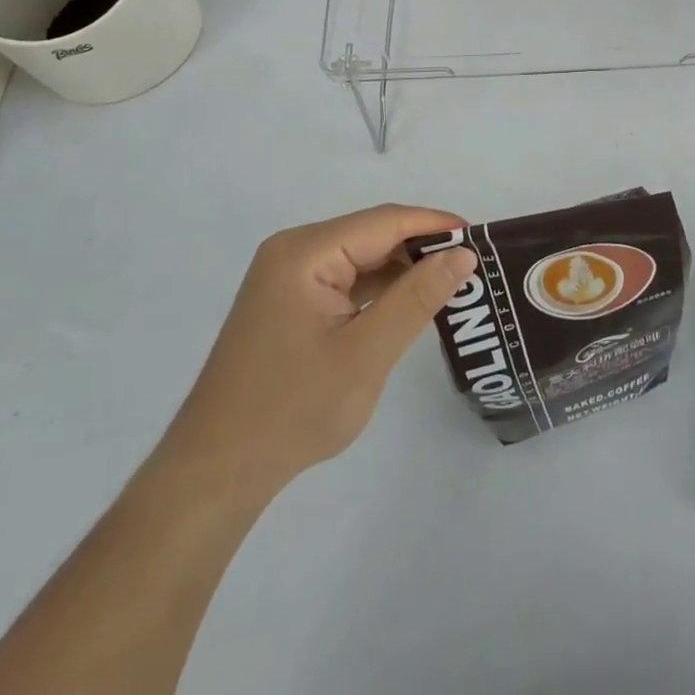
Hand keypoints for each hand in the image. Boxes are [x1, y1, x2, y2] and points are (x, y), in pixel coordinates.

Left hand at [167, 205, 477, 494]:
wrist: (215, 472)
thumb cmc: (292, 410)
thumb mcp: (366, 354)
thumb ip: (417, 299)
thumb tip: (463, 253)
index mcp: (305, 251)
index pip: (384, 222)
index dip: (434, 224)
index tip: (480, 238)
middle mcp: (293, 251)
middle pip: (371, 235)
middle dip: (421, 248)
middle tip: (471, 268)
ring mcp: (287, 276)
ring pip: (359, 257)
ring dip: (401, 270)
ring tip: (450, 285)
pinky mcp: (288, 301)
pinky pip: (343, 279)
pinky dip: (377, 290)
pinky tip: (407, 304)